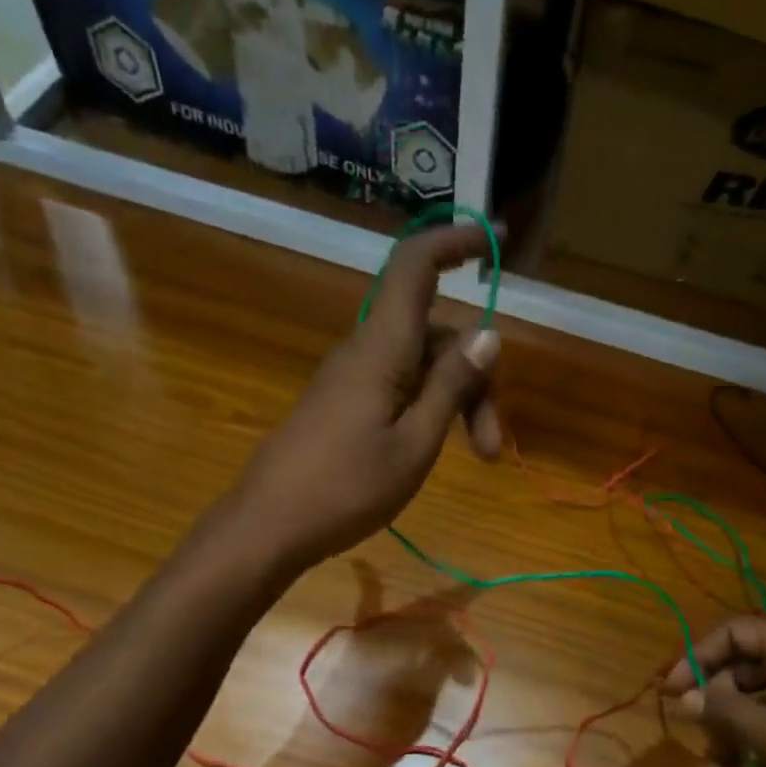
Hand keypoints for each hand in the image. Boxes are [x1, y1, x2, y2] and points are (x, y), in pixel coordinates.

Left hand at [234, 224, 500, 566]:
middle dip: (476, 379)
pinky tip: (433, 448)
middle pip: (435, 335)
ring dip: (456, 402)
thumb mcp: (415, 444)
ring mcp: (351, 378)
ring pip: (420, 366)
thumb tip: (488, 333)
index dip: (454, 242)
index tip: (496, 240)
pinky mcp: (343, 403)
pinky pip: (398, 385)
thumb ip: (451, 387)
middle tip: (493, 448)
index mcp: (381, 349)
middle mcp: (365, 351)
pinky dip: (428, 408)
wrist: (269, 526)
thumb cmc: (346, 490)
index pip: (415, 267)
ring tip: (477, 459)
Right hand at [663, 617, 765, 766]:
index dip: (700, 655)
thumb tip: (684, 696)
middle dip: (714, 709)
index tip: (673, 691)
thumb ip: (730, 714)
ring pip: (754, 711)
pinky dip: (750, 758)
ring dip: (728, 742)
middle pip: (742, 674)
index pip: (738, 633)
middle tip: (699, 741)